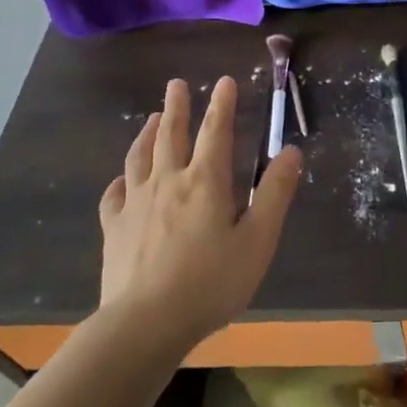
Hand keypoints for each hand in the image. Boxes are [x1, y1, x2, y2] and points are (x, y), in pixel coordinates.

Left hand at [97, 76, 300, 345]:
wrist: (144, 325)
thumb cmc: (210, 283)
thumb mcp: (258, 241)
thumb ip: (275, 194)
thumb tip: (291, 152)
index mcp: (205, 182)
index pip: (216, 132)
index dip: (222, 104)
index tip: (224, 81)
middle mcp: (168, 182)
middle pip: (171, 135)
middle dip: (176, 107)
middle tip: (176, 84)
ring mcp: (136, 204)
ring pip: (140, 157)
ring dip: (147, 134)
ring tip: (151, 119)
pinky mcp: (114, 229)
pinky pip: (114, 195)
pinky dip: (120, 180)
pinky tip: (122, 180)